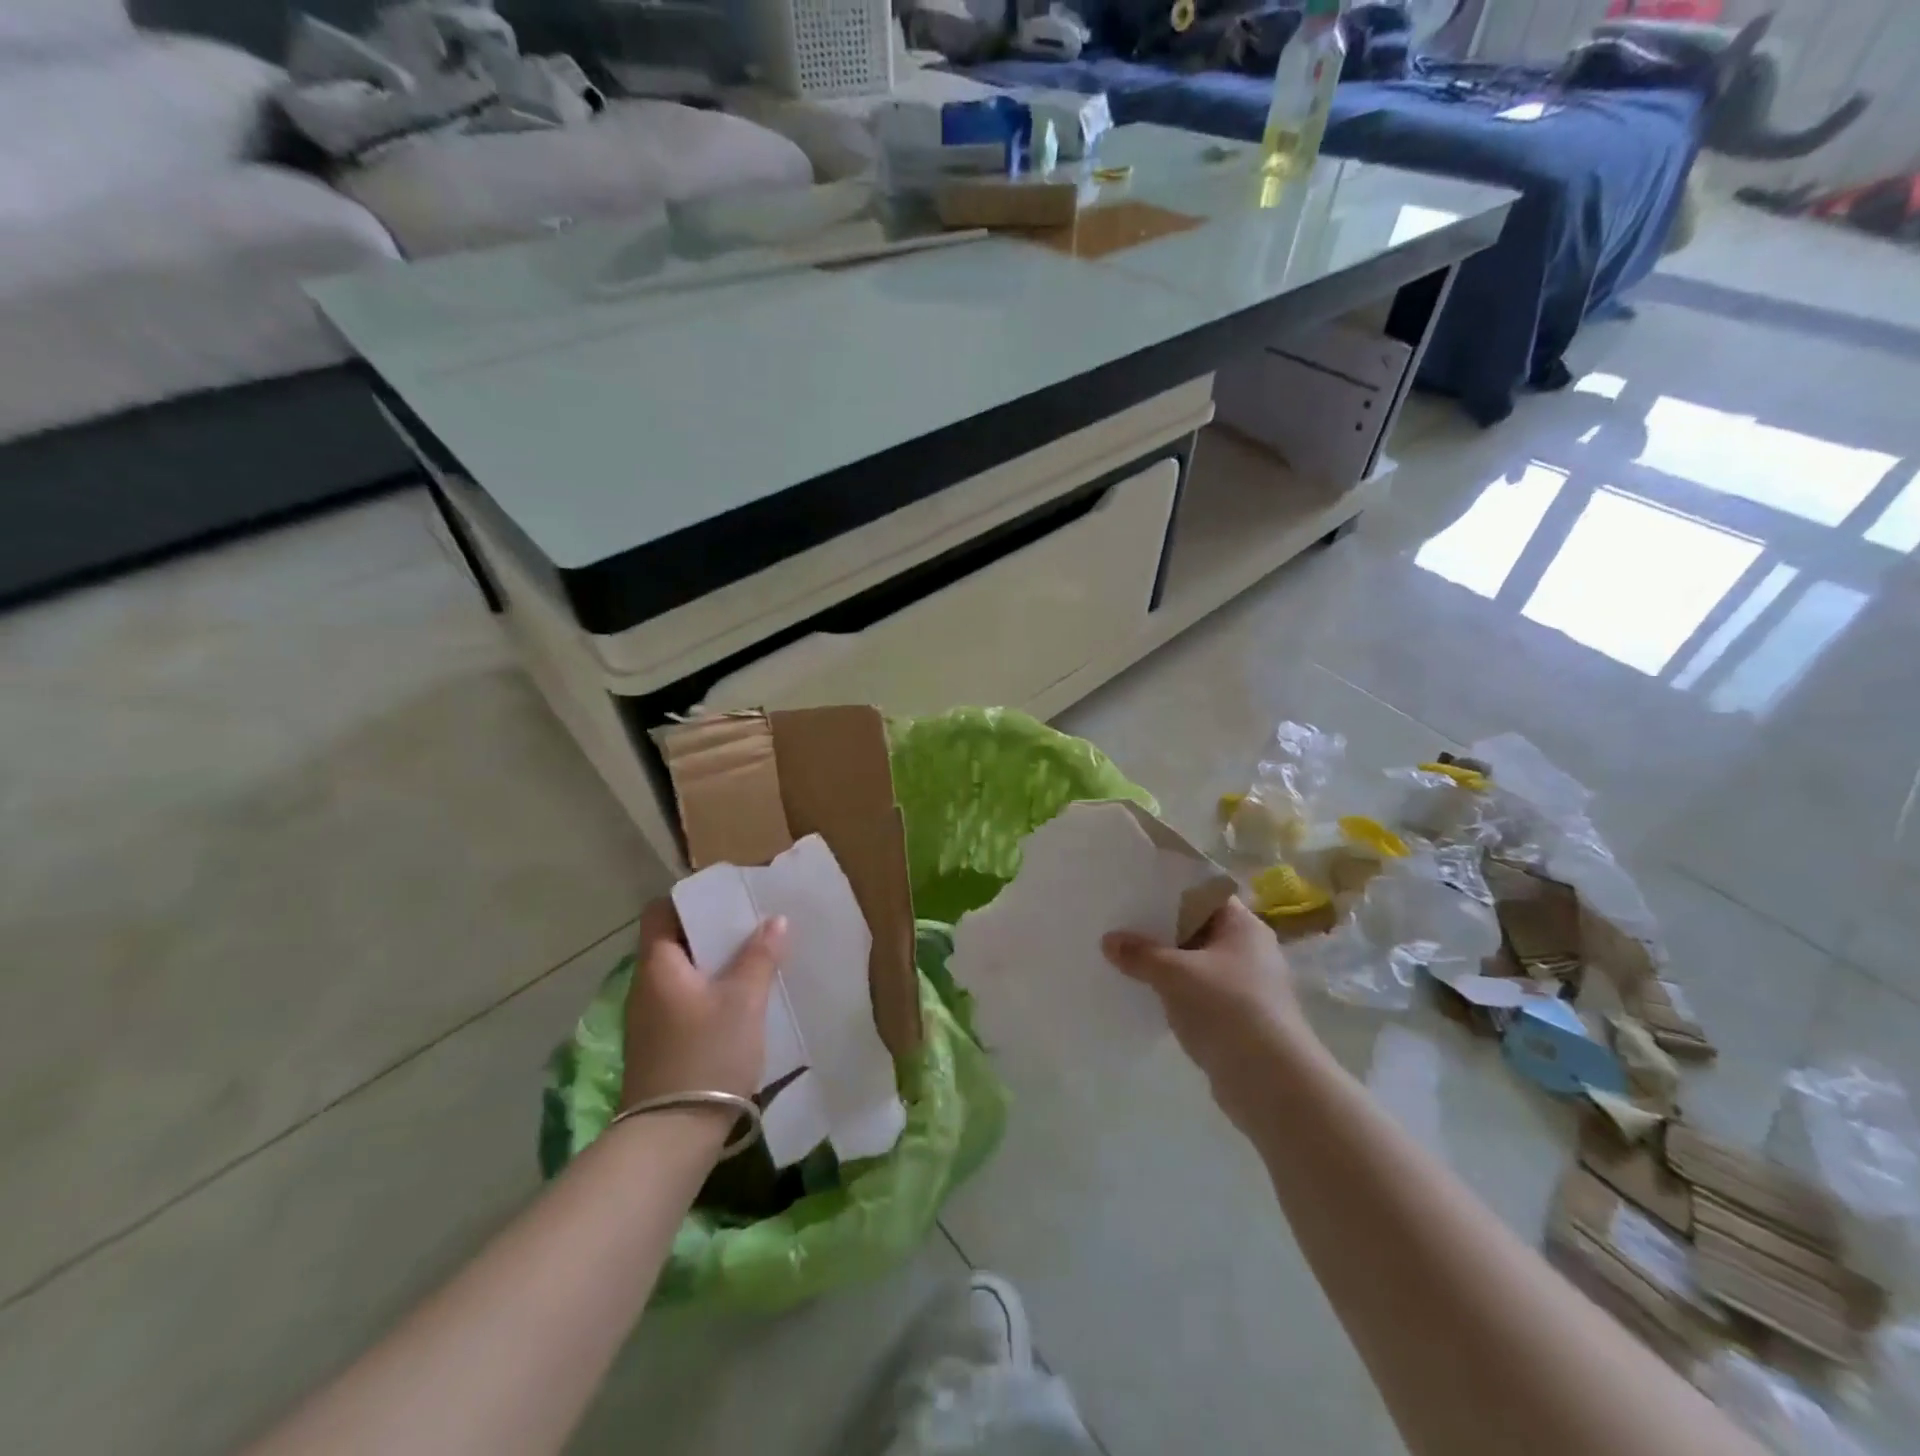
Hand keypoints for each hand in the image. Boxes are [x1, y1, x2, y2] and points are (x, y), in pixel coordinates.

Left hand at [621, 899, 787, 1110]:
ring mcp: (650, 1018)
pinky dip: (710, 991)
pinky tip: (741, 1000)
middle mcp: (646, 985)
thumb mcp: (743, 1001)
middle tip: (753, 924)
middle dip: (713, 931)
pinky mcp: (660, 1044)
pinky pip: (685, 999)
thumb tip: (776, 920)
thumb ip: (759, 956)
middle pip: (675, 941)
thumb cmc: (706, 1055)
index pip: (661, 911)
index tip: (727, 897)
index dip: (691, 899)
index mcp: (658, 965)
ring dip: (715, 963)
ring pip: (683, 973)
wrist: (671, 1136)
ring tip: (755, 957)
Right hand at [1102, 898, 1307, 1130]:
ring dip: (1163, 964)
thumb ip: (1140, 954)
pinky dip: (1172, 992)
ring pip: (1194, 963)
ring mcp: (1243, 986)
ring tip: (1121, 956)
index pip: (1203, 893)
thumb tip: (1108, 941)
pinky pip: (1196, 994)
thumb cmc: (1228, 1008)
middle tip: (1117, 920)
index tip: (1134, 887)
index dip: (1169, 888)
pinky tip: (1142, 993)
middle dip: (1159, 928)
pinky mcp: (1234, 1019)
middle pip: (1196, 928)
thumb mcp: (1175, 973)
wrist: (1272, 1084)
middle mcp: (1247, 950)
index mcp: (1243, 926)